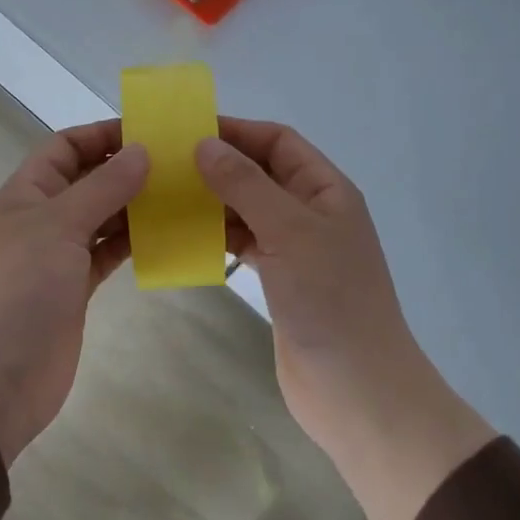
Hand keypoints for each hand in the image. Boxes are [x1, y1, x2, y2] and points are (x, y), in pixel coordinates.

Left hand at [0, 121, 148, 463]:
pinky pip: (109, 254)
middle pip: (89, 180)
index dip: (104, 135)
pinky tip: (168, 236)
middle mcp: (42, 218)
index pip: (66, 147)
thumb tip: (141, 150)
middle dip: (129, 170)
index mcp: (27, 193)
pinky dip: (135, 243)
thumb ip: (102, 187)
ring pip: (104, 218)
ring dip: (137, 207)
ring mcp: (59, 256)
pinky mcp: (76, 290)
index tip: (153, 133)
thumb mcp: (57, 227)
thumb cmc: (16, 290)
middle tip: (182, 166)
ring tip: (184, 197)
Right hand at [194, 118, 415, 444]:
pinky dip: (216, 236)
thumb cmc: (330, 300)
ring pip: (248, 209)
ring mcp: (296, 248)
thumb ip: (246, 185)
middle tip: (163, 166)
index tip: (185, 132)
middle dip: (218, 165)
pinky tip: (183, 237)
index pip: (278, 142)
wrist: (355, 388)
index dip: (236, 131)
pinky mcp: (279, 279)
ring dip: (212, 201)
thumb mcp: (290, 232)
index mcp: (326, 190)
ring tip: (164, 198)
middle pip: (260, 173)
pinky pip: (243, 243)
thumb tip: (203, 144)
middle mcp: (311, 212)